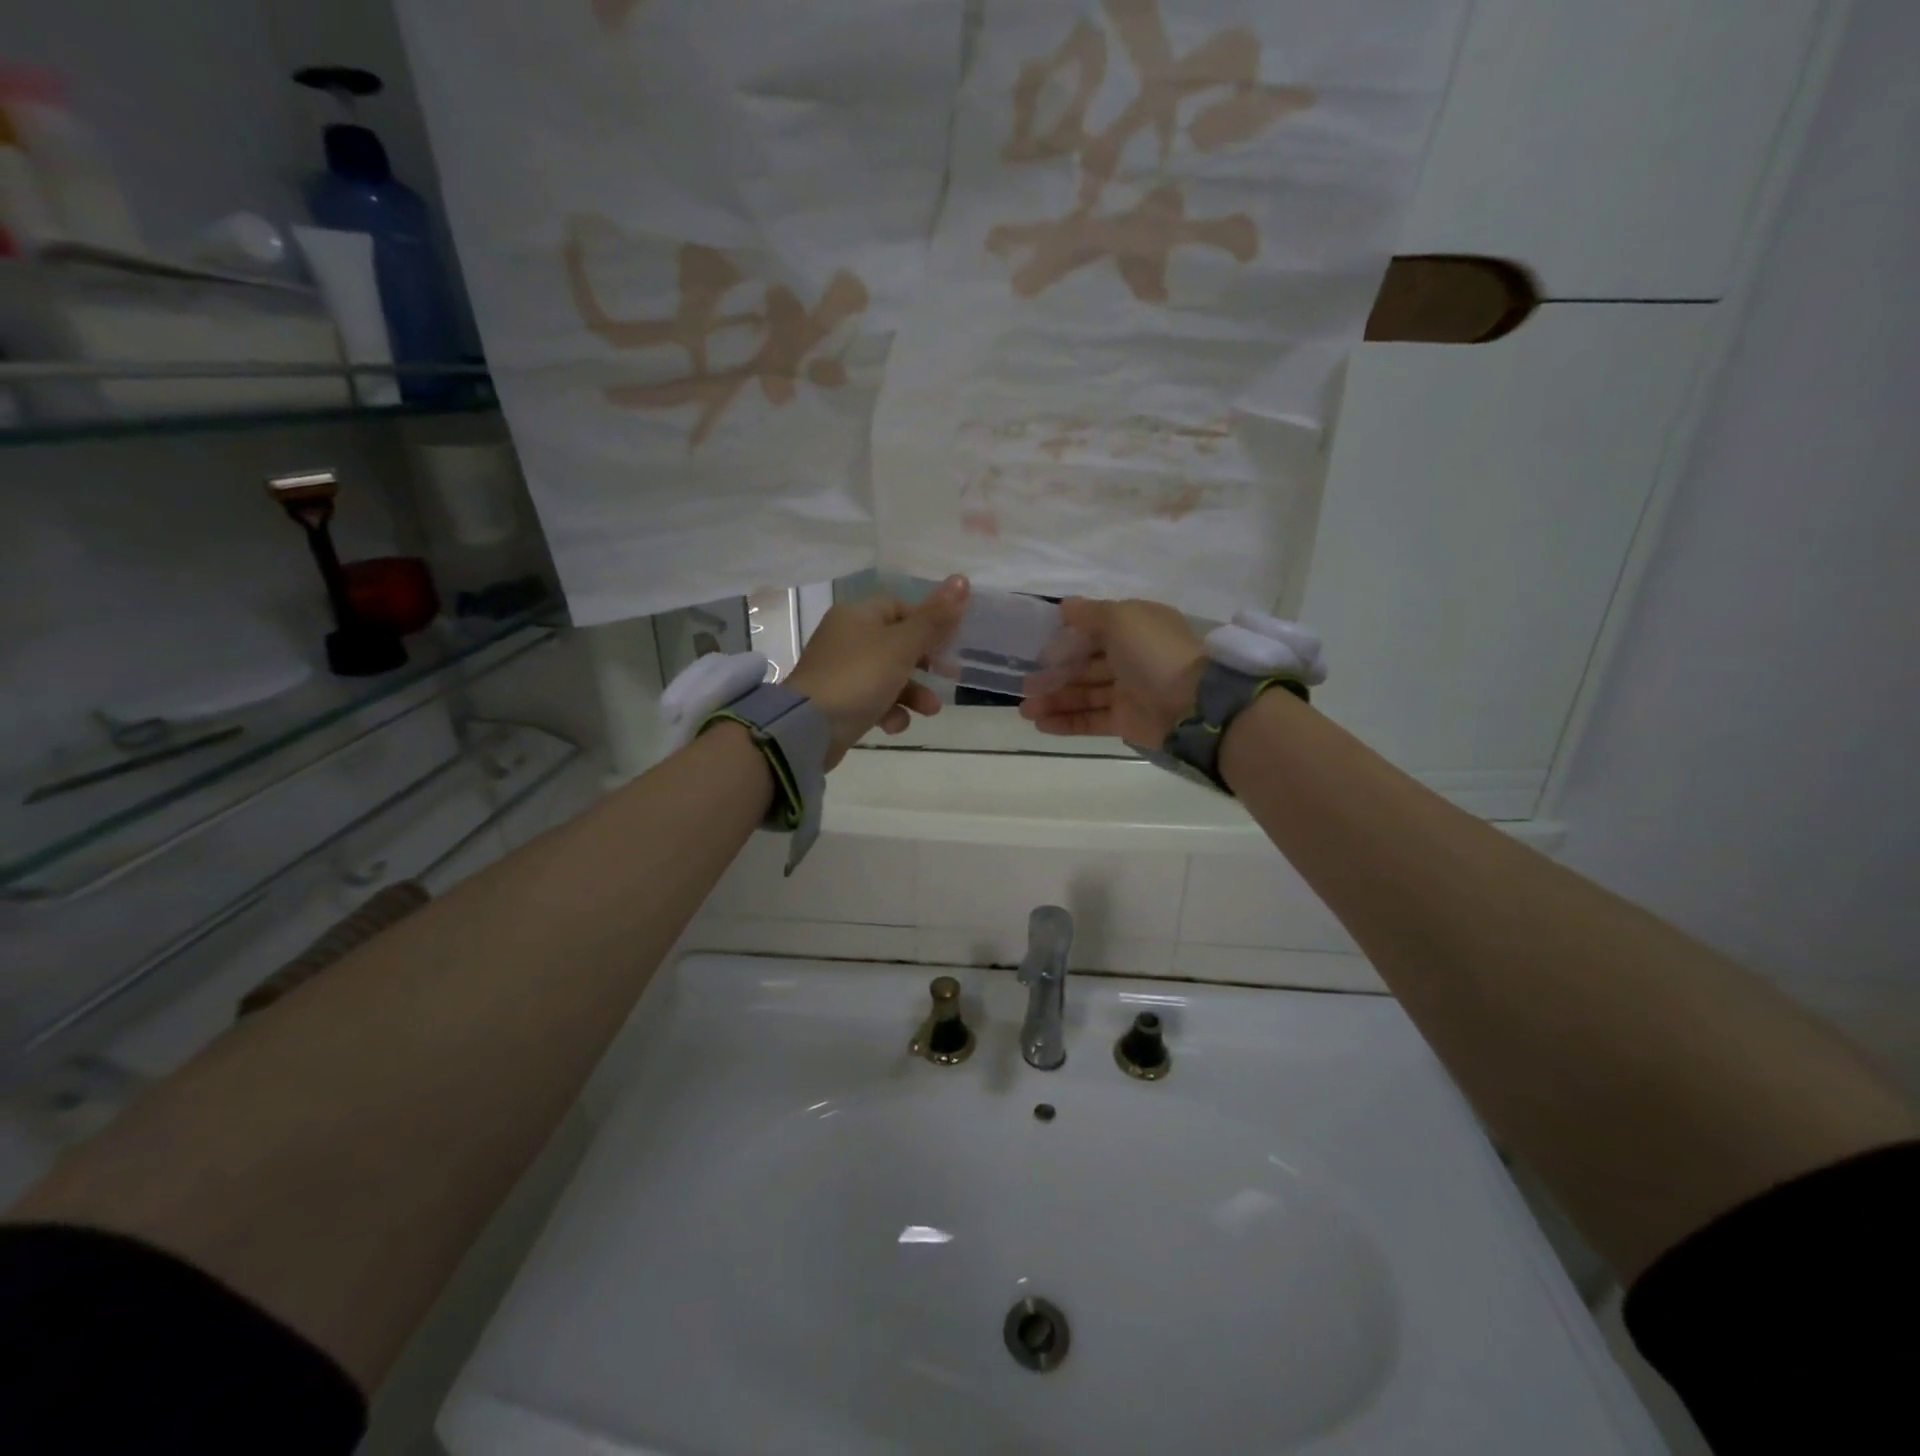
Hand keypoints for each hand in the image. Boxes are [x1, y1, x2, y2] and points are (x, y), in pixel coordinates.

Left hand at [788, 575, 968, 765]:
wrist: (809, 727)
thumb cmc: (859, 676)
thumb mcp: (902, 645)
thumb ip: (934, 618)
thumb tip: (962, 580)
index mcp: (857, 615)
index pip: (900, 607)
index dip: (928, 622)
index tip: (951, 641)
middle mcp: (847, 638)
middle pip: (897, 644)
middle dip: (926, 663)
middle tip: (951, 676)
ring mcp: (841, 672)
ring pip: (888, 676)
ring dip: (914, 693)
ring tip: (930, 710)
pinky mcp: (840, 703)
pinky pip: (873, 700)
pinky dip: (889, 711)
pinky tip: (893, 724)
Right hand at [1020, 598, 1204, 745]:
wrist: (1191, 705)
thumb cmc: (1153, 653)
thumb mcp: (1121, 618)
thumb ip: (1089, 613)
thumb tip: (1064, 606)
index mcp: (1135, 628)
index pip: (1093, 631)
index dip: (1064, 639)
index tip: (1036, 649)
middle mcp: (1131, 657)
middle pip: (1084, 665)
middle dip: (1053, 674)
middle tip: (1024, 686)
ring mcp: (1129, 691)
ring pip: (1084, 694)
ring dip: (1054, 700)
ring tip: (1024, 710)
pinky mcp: (1126, 721)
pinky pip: (1091, 719)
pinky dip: (1066, 721)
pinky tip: (1040, 724)